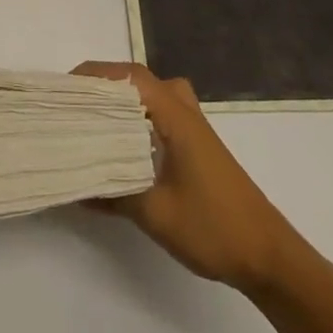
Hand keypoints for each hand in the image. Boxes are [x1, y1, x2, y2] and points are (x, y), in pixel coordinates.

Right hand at [74, 61, 297, 292]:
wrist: (268, 257)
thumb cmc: (213, 227)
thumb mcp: (154, 213)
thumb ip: (113, 194)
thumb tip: (75, 186)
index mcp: (174, 115)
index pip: (129, 77)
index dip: (94, 75)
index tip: (63, 90)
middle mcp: (184, 111)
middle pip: (137, 81)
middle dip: (102, 87)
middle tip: (72, 105)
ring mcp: (193, 128)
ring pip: (150, 97)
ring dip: (121, 102)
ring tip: (92, 121)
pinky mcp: (196, 146)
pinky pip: (159, 115)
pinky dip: (136, 119)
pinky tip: (120, 148)